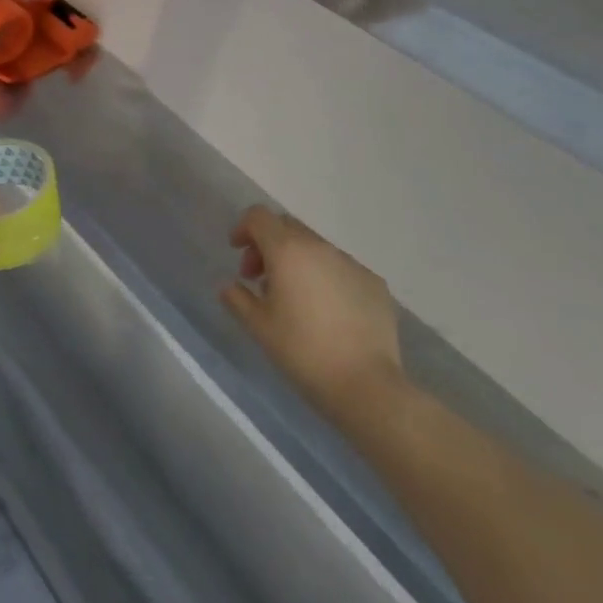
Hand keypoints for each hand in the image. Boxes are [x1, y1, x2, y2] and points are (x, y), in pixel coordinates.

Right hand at [221, 206, 403, 415]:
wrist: (368, 386)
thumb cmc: (304, 352)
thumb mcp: (259, 328)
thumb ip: (238, 299)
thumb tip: (229, 286)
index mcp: (287, 250)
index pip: (259, 216)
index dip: (243, 228)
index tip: (237, 252)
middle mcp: (319, 247)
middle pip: (286, 227)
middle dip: (267, 244)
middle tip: (260, 279)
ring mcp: (350, 263)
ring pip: (314, 247)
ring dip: (296, 260)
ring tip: (294, 298)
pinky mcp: (373, 282)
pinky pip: (340, 267)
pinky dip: (325, 277)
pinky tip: (327, 312)